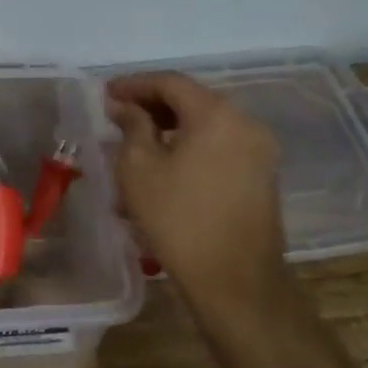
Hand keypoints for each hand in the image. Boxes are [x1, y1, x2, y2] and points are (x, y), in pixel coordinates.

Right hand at [105, 73, 293, 329]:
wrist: (237, 284)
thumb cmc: (179, 220)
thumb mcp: (139, 168)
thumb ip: (131, 125)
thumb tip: (126, 107)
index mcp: (217, 114)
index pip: (170, 82)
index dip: (134, 84)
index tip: (105, 94)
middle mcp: (245, 123)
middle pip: (191, 101)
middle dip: (151, 106)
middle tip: (117, 117)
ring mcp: (259, 151)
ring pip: (205, 127)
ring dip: (168, 130)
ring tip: (133, 148)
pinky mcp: (261, 177)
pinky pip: (218, 149)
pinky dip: (189, 149)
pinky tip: (162, 170)